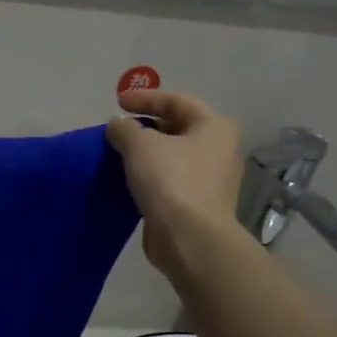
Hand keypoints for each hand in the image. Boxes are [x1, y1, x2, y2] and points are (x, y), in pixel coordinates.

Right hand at [106, 89, 244, 274]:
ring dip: (146, 154)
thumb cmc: (171, 181)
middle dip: (145, 127)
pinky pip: (169, 180)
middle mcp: (219, 150)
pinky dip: (149, 176)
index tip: (117, 103)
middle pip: (177, 128)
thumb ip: (124, 128)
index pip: (177, 101)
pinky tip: (128, 180)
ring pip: (172, 157)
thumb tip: (119, 125)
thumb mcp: (140, 144)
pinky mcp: (197, 204)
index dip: (145, 98)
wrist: (189, 238)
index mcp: (214, 127)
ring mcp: (211, 179)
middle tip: (118, 130)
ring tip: (118, 154)